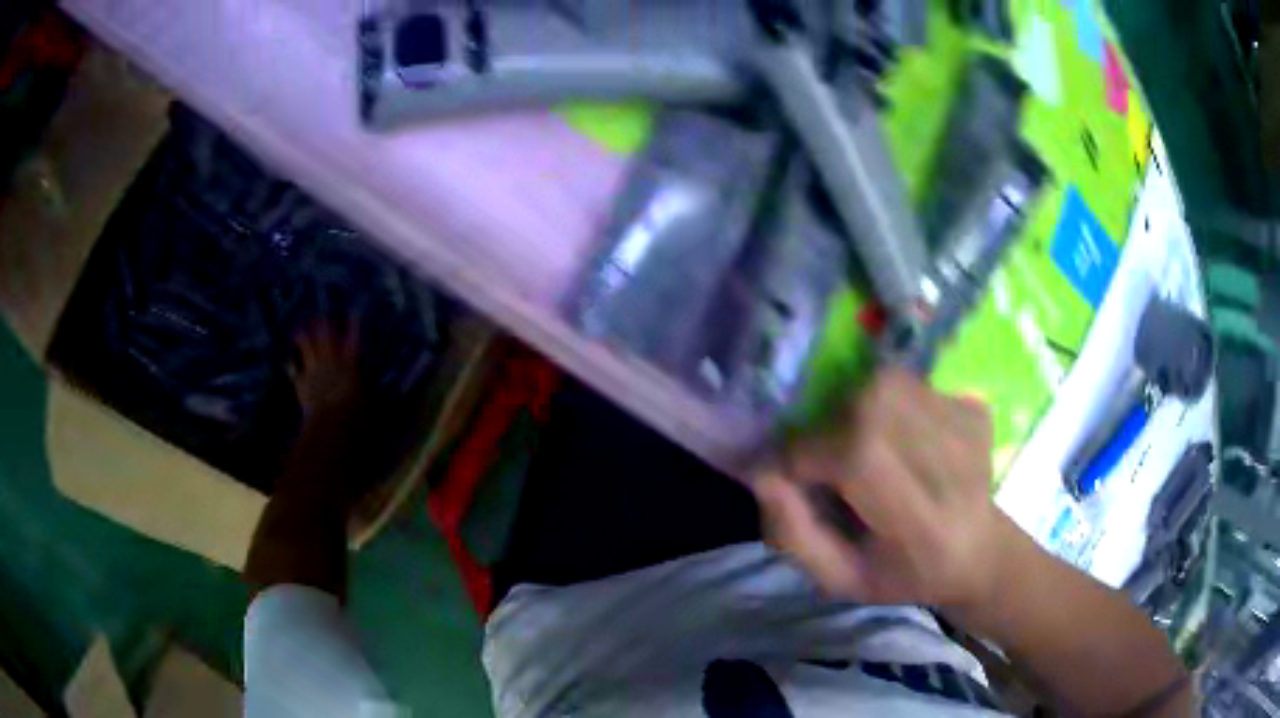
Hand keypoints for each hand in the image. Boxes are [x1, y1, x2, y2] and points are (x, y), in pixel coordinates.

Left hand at [290, 319, 361, 419]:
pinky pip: (298, 372)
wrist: (330, 423)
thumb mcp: (367, 400)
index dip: (352, 326)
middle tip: (320, 314)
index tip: (352, 313)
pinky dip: (294, 366)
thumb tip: (382, 387)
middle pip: (326, 338)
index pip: (353, 340)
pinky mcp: (303, 384)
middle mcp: (331, 363)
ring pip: (308, 350)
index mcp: (349, 364)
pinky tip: (291, 362)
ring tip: (299, 328)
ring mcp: (315, 372)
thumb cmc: (354, 412)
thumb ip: (367, 389)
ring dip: (304, 338)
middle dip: (323, 325)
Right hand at [754, 368, 1019, 614]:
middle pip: (872, 404)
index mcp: (922, 525)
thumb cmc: (902, 574)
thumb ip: (794, 533)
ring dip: (856, 411)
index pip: (858, 456)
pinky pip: (909, 384)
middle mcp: (953, 467)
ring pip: (888, 384)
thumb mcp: (838, 579)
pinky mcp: (974, 408)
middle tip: (829, 460)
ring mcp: (970, 429)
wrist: (977, 552)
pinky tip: (898, 441)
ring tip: (864, 450)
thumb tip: (763, 470)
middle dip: (831, 426)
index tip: (793, 473)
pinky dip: (887, 405)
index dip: (808, 455)